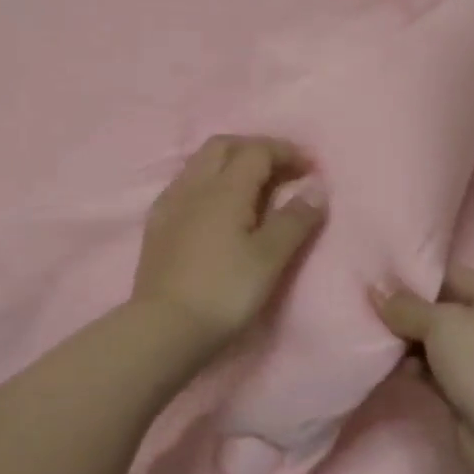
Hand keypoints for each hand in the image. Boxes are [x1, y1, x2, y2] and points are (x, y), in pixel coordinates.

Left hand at [131, 135, 325, 358]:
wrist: (163, 328)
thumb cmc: (224, 292)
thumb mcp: (270, 258)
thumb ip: (295, 219)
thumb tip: (316, 187)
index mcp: (225, 187)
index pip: (257, 150)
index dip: (286, 152)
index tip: (310, 167)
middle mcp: (194, 184)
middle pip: (224, 146)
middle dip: (255, 148)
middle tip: (281, 169)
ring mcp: (171, 202)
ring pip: (200, 162)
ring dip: (230, 161)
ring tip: (252, 185)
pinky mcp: (157, 224)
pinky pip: (185, 184)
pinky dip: (208, 181)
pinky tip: (215, 206)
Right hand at [371, 266, 473, 473]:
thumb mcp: (442, 324)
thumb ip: (405, 306)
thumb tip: (374, 291)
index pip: (453, 276)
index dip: (416, 276)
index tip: (378, 277)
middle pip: (442, 309)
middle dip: (407, 310)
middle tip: (369, 307)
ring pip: (435, 342)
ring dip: (407, 341)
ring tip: (375, 336)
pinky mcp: (469, 393)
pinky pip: (434, 370)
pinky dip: (414, 367)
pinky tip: (390, 365)